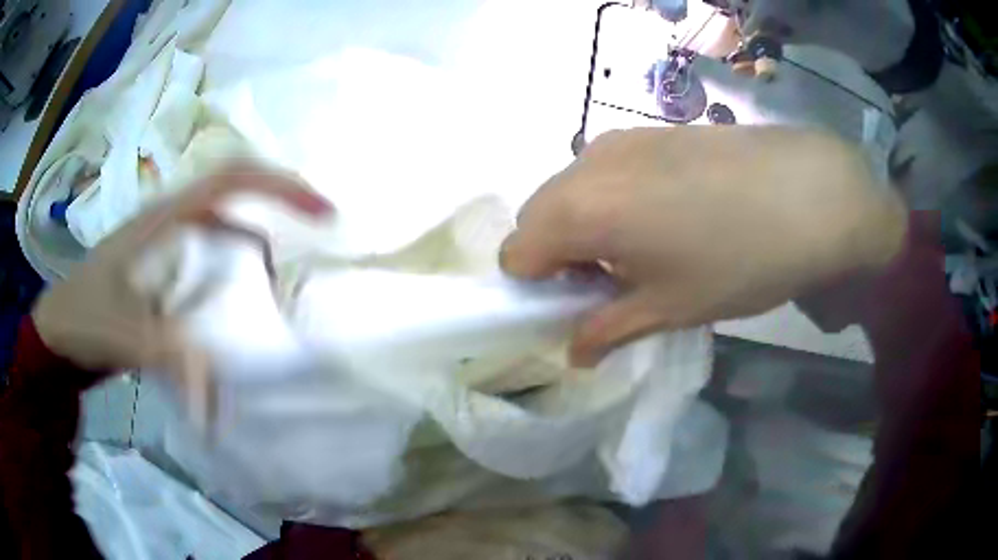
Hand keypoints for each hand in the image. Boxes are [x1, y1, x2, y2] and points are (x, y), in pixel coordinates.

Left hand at [32, 162, 331, 406]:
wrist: (59, 331)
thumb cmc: (84, 319)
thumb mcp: (124, 338)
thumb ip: (170, 364)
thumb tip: (218, 411)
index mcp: (164, 219)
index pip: (231, 180)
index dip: (280, 188)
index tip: (321, 214)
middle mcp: (172, 219)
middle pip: (238, 190)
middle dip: (281, 207)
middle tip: (318, 237)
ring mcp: (168, 242)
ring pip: (228, 223)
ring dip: (261, 241)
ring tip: (284, 282)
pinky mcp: (166, 267)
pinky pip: (213, 252)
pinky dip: (238, 267)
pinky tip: (244, 301)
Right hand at [500, 127, 906, 365]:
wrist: (809, 192)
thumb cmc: (738, 260)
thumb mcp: (670, 307)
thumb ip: (608, 330)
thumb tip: (575, 353)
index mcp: (579, 210)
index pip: (515, 253)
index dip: (536, 288)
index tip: (577, 306)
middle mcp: (586, 164)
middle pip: (537, 217)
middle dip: (557, 255)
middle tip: (611, 282)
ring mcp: (620, 140)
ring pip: (572, 190)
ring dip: (585, 225)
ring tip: (644, 248)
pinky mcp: (651, 130)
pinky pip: (605, 170)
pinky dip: (612, 198)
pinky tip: (668, 213)